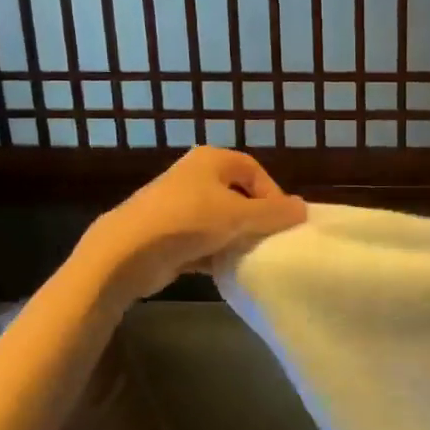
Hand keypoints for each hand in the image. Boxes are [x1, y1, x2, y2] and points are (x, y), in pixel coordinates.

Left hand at [84, 146, 307, 299]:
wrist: (126, 252)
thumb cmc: (188, 222)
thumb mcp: (239, 216)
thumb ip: (274, 213)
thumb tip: (303, 208)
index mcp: (211, 160)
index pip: (254, 170)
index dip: (272, 194)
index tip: (282, 221)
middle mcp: (194, 176)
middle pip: (237, 194)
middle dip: (254, 217)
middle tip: (268, 239)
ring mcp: (177, 205)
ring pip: (219, 219)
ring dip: (234, 237)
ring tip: (248, 256)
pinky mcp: (166, 233)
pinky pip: (201, 240)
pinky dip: (214, 252)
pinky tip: (224, 268)